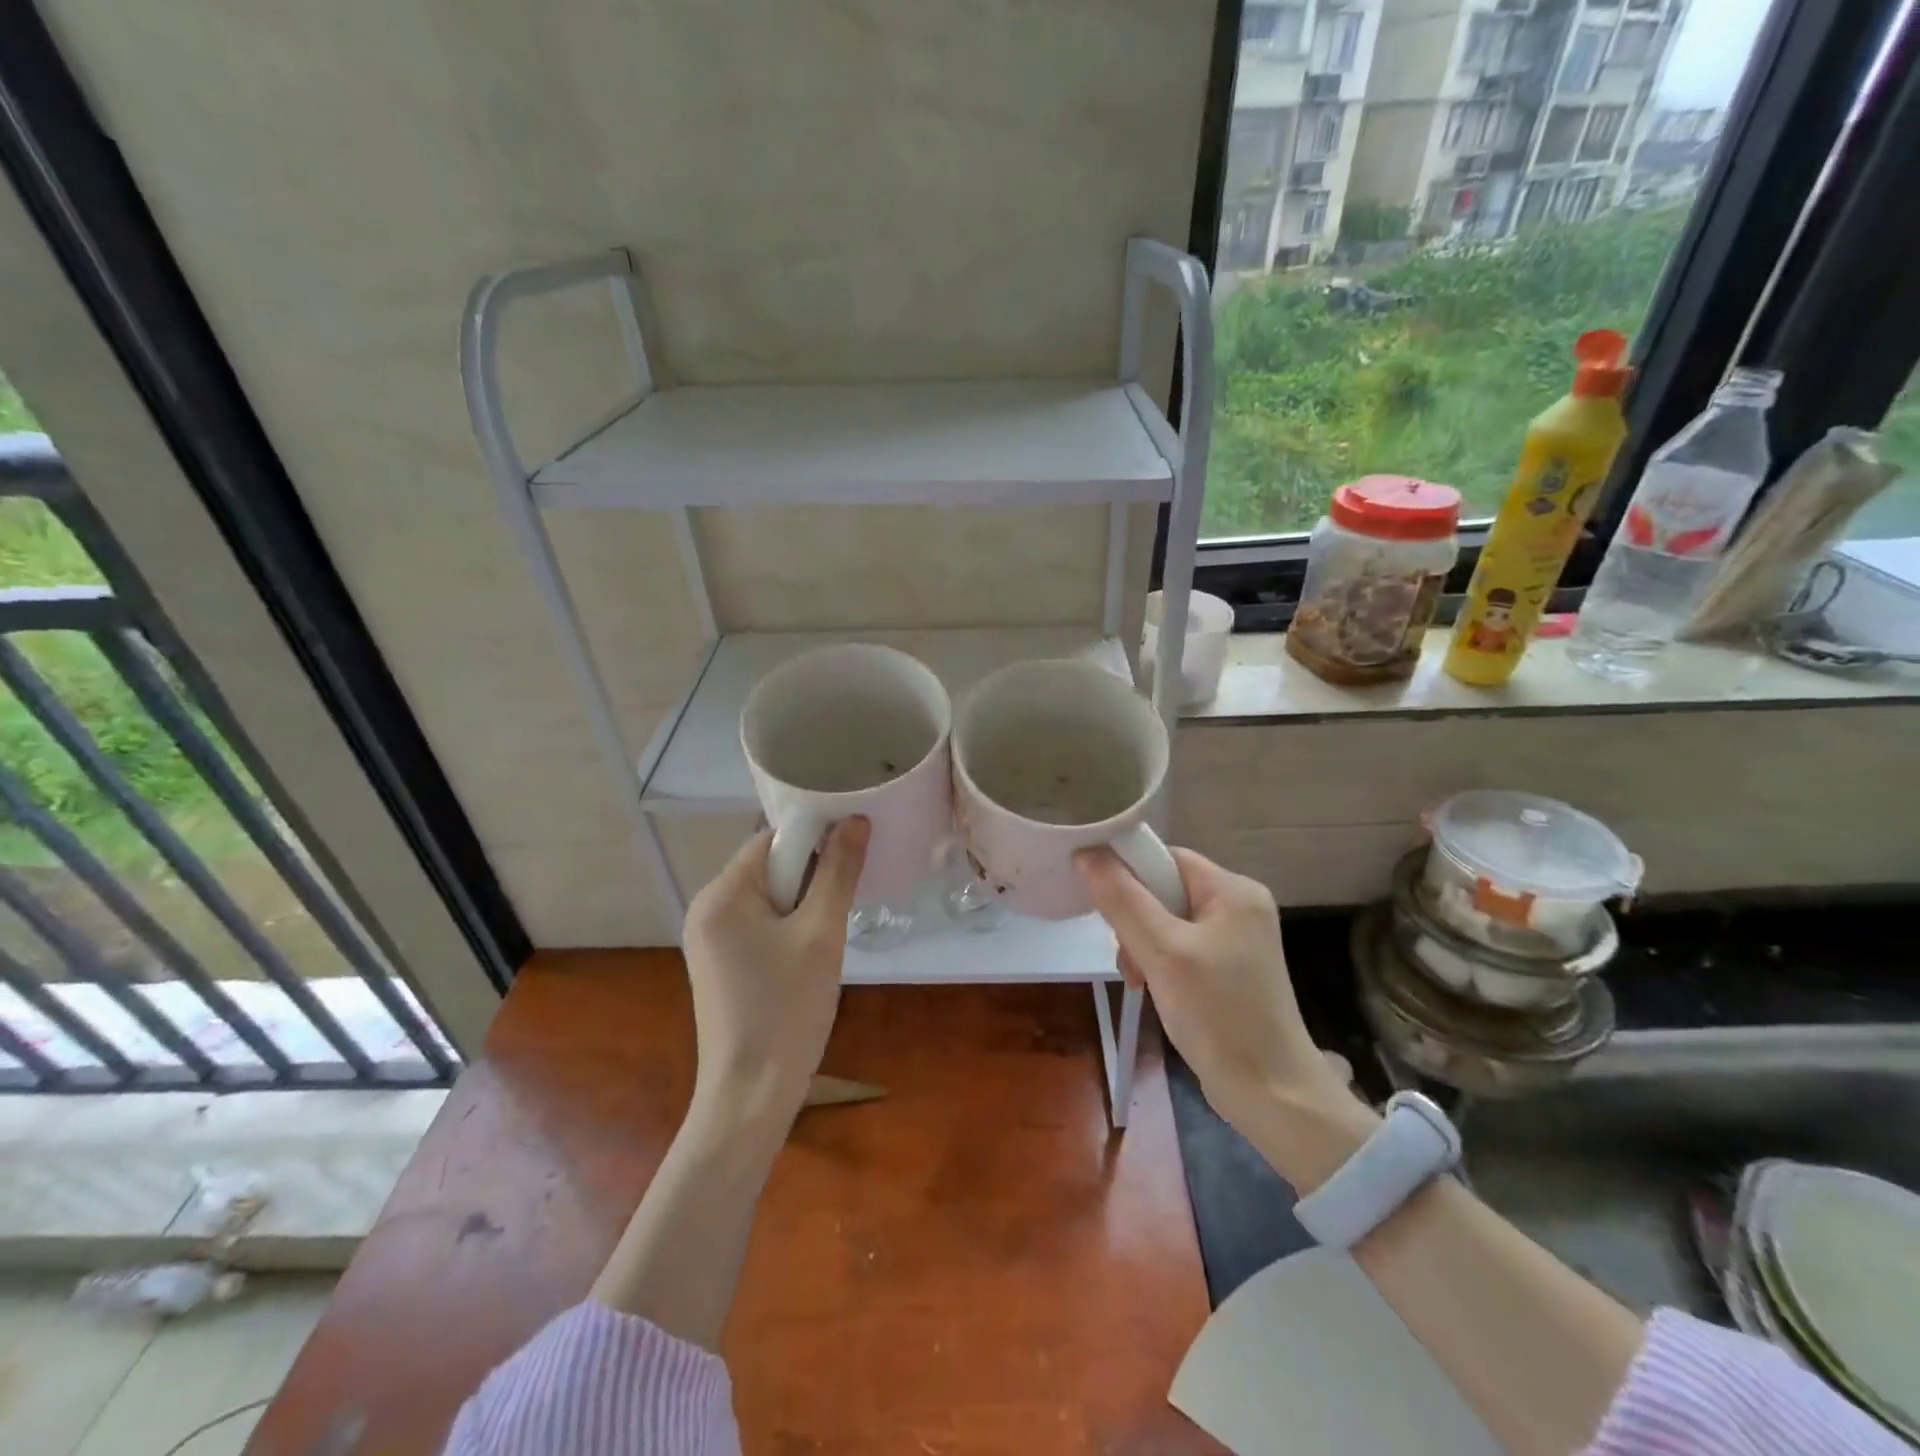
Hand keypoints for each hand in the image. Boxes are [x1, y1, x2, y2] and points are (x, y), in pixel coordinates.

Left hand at [681, 818, 869, 1127]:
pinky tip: (808, 956)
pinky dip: (788, 928)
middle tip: (841, 906)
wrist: (751, 1096)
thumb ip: (838, 871)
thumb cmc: (787, 1009)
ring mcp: (709, 939)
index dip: (815, 839)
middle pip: (768, 867)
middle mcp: (706, 909)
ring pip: (768, 898)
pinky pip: (759, 925)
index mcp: (721, 894)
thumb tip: (857, 818)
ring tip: (827, 936)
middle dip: (810, 877)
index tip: (852, 856)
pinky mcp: (720, 964)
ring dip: (803, 904)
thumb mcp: (821, 934)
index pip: (772, 840)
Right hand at [1075, 845, 1350, 1135]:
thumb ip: (1122, 900)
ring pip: (1165, 921)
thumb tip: (1086, 853)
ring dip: (1142, 946)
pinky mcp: (1227, 969)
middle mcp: (1238, 907)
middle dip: (1135, 920)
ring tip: (1138, 980)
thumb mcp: (1163, 953)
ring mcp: (1234, 940)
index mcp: (1233, 891)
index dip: (1129, 873)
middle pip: (1163, 890)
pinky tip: (1151, 989)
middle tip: (1128, 957)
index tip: (1103, 905)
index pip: (1166, 857)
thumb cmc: (1219, 1014)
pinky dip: (1158, 964)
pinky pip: (1178, 948)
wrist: (1271, 1095)